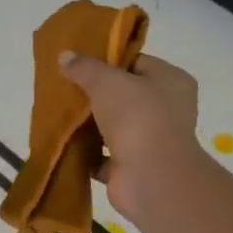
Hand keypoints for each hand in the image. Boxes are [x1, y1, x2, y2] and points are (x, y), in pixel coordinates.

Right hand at [59, 51, 202, 224]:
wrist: (150, 177)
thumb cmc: (137, 117)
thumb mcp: (106, 81)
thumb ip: (85, 67)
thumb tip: (65, 56)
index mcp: (171, 81)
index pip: (138, 62)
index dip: (109, 60)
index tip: (80, 61)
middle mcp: (167, 110)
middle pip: (124, 95)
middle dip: (96, 93)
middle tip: (66, 85)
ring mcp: (152, 141)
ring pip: (114, 126)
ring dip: (90, 123)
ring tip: (60, 111)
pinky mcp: (134, 168)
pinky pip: (104, 155)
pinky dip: (86, 152)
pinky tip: (63, 141)